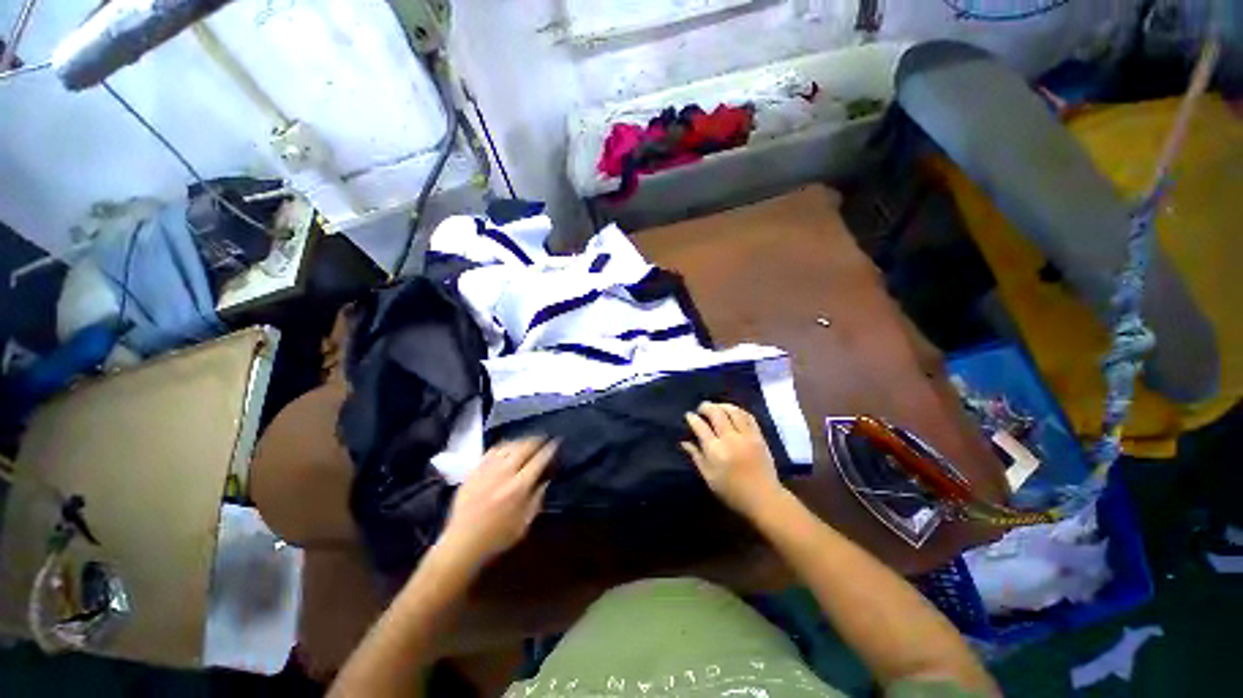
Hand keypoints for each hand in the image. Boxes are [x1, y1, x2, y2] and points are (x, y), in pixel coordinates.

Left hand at [435, 438, 556, 571]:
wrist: (462, 543)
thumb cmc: (497, 537)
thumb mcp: (524, 523)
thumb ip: (537, 499)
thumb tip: (546, 480)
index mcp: (519, 487)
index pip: (539, 460)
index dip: (550, 449)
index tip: (556, 442)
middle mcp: (504, 473)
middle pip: (524, 447)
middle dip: (537, 440)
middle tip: (544, 438)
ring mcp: (487, 470)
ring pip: (508, 446)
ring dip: (521, 441)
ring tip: (527, 441)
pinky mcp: (474, 471)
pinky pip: (492, 451)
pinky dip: (503, 446)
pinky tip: (507, 448)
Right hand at [682, 402, 783, 516]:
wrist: (763, 498)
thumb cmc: (732, 492)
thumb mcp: (709, 477)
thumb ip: (696, 457)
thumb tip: (684, 442)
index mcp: (715, 450)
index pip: (700, 426)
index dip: (692, 418)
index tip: (688, 416)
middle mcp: (730, 438)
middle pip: (716, 413)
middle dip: (706, 407)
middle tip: (701, 408)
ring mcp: (746, 435)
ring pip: (733, 410)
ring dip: (722, 405)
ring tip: (716, 407)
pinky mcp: (759, 436)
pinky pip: (748, 416)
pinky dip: (738, 410)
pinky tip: (733, 412)